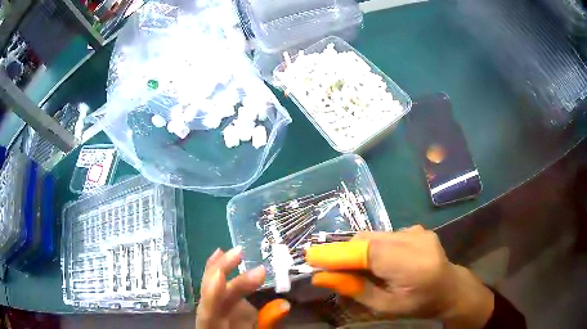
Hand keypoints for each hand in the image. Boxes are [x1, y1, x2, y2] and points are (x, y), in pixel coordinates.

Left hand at [196, 247, 265, 328]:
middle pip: (209, 292)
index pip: (209, 310)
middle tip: (240, 253)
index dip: (213, 292)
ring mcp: (212, 307)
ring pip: (209, 285)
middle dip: (223, 272)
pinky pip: (215, 284)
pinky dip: (217, 268)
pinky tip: (219, 254)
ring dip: (219, 266)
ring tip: (231, 250)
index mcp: (214, 326)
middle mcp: (209, 315)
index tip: (222, 274)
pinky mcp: (219, 302)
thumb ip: (267, 323)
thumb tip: (284, 304)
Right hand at [307, 225, 494, 328]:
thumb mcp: (385, 307)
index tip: (310, 257)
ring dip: (360, 250)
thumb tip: (322, 277)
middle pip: (368, 239)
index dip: (337, 253)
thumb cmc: (419, 305)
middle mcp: (415, 240)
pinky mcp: (417, 229)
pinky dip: (374, 247)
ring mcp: (417, 231)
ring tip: (362, 270)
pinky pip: (385, 235)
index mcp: (412, 265)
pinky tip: (382, 262)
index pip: (368, 251)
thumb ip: (355, 290)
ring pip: (374, 235)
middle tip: (332, 270)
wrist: (450, 288)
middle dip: (346, 253)